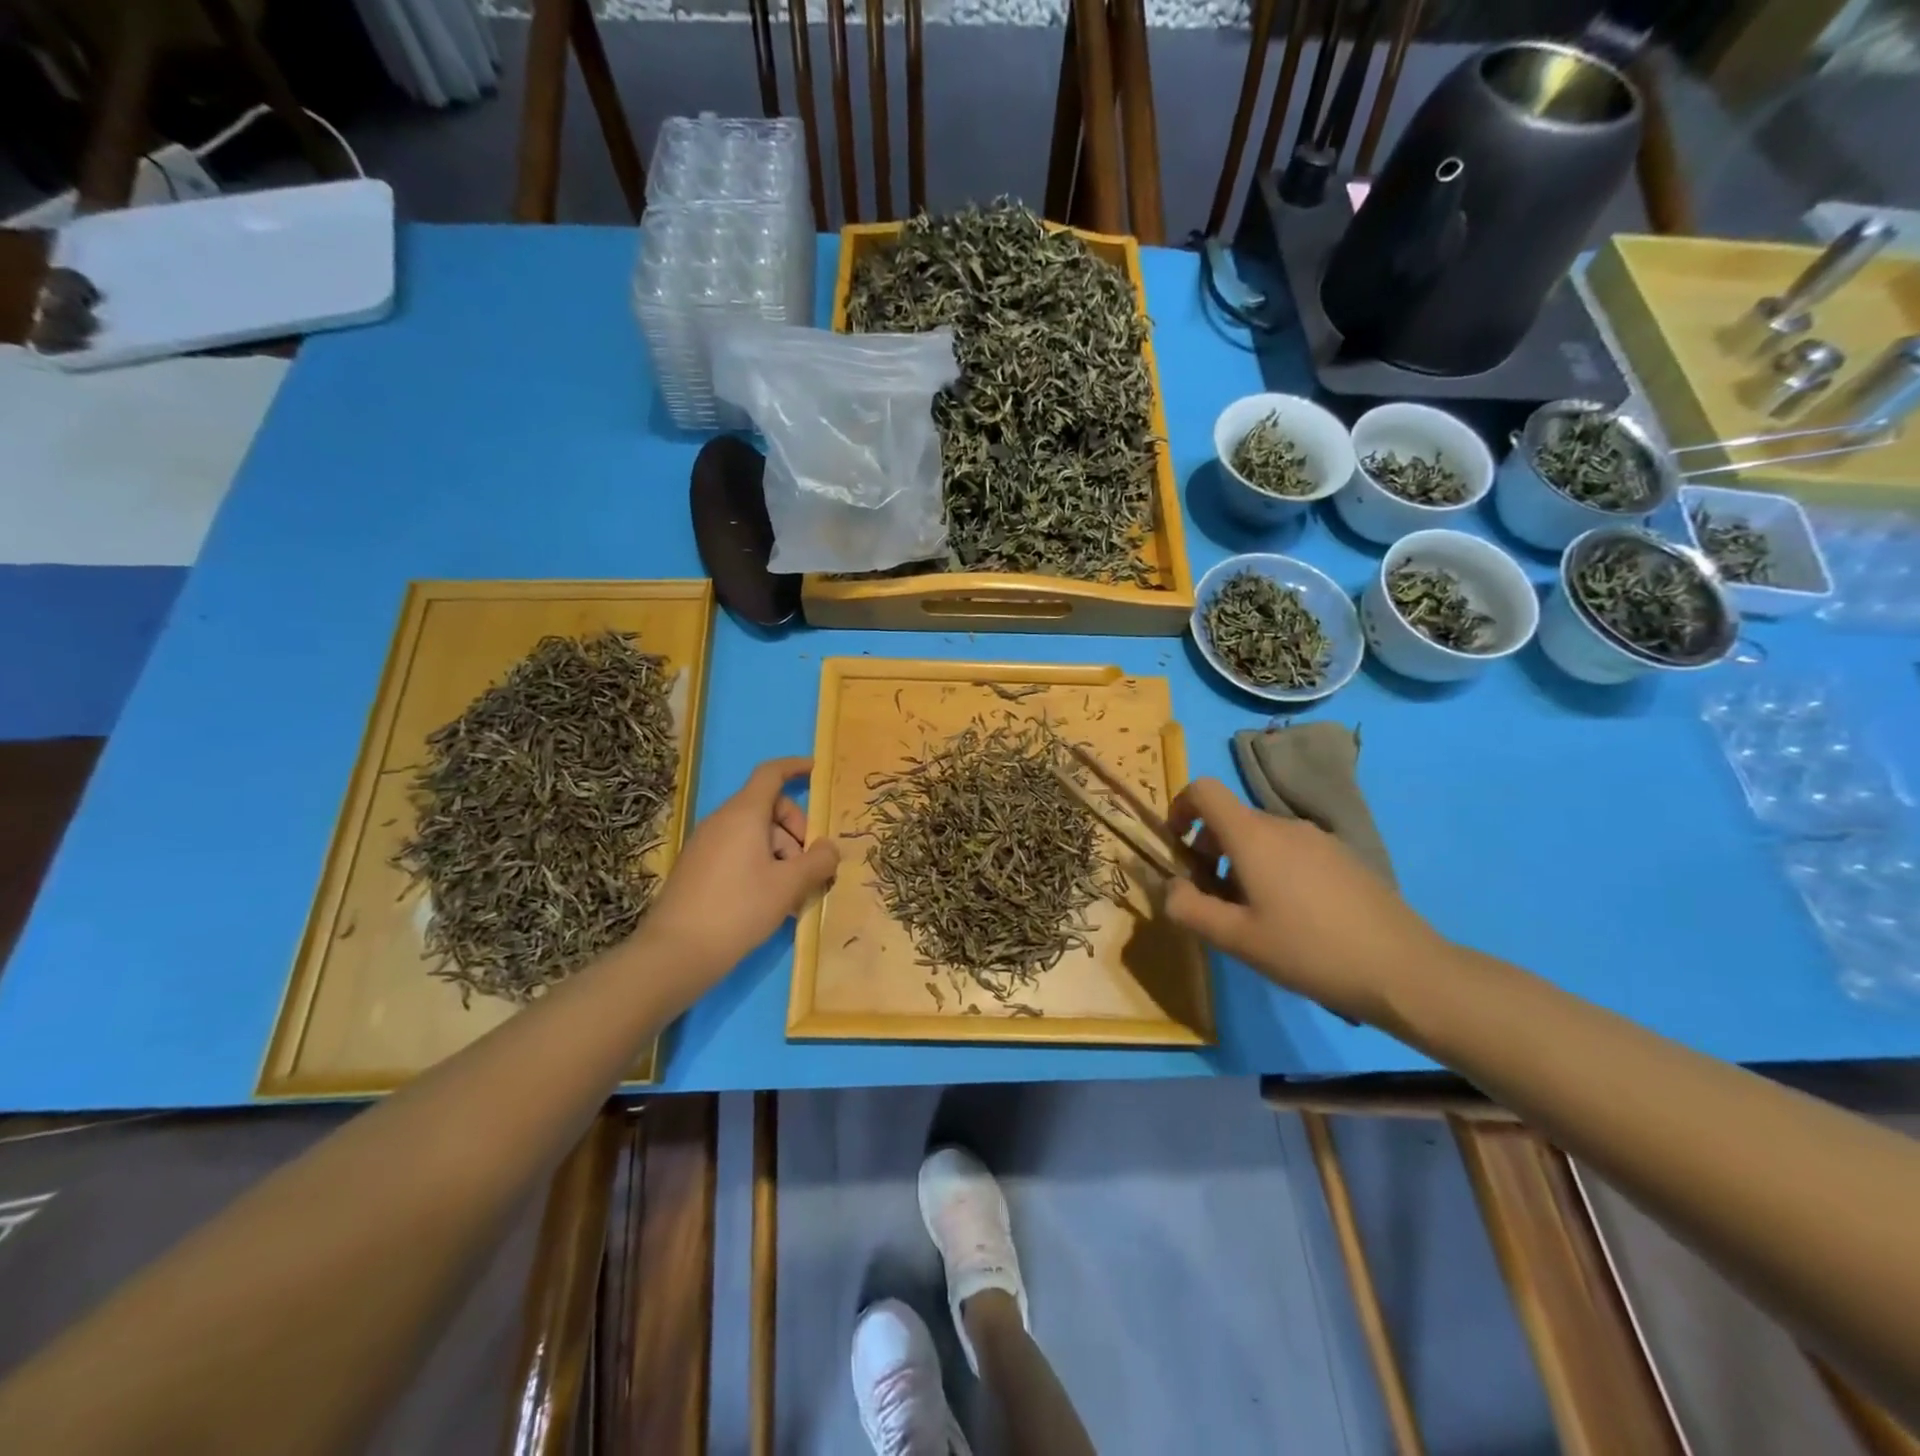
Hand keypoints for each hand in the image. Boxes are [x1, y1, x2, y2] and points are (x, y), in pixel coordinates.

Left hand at [644, 757, 839, 973]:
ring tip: (793, 894)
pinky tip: (771, 902)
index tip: (816, 772)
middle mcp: (722, 821)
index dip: (795, 767)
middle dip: (796, 830)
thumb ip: (817, 861)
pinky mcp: (698, 869)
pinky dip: (761, 866)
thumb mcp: (788, 886)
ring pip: (755, 834)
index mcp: (743, 814)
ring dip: (781, 854)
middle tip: (809, 866)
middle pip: (768, 808)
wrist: (675, 953)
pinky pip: (738, 853)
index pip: (771, 774)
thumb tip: (830, 848)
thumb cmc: (738, 909)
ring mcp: (706, 845)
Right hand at [1161, 778, 1441, 1025]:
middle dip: (1208, 850)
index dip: (1179, 808)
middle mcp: (1283, 824)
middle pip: (1230, 819)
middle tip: (1212, 900)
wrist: (1404, 969)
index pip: (1203, 790)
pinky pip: (1291, 850)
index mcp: (1252, 836)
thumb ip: (1190, 909)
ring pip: (1261, 837)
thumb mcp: (1236, 939)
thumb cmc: (1309, 950)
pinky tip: (1293, 918)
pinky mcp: (1343, 857)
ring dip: (1240, 863)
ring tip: (1252, 915)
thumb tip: (1171, 887)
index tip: (1177, 848)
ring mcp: (1318, 838)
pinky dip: (1273, 869)